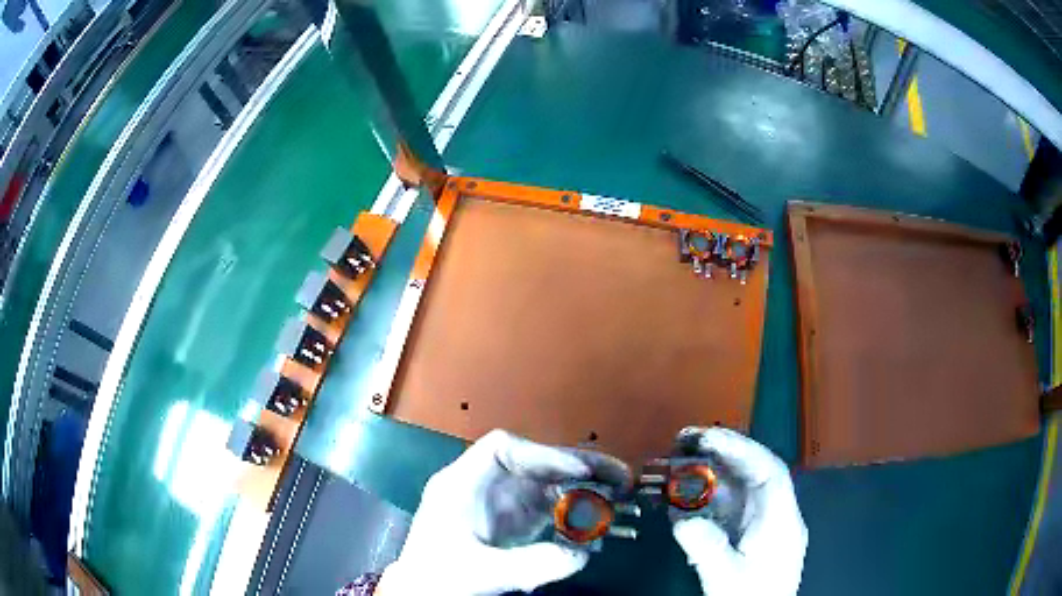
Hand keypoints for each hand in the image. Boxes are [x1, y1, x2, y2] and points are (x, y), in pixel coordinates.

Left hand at [379, 430, 630, 594]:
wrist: (420, 594)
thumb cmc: (437, 577)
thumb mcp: (480, 571)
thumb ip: (529, 564)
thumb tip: (581, 555)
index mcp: (462, 485)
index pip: (502, 448)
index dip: (543, 454)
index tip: (578, 472)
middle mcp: (483, 488)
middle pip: (533, 464)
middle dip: (575, 467)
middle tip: (620, 476)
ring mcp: (498, 506)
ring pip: (544, 485)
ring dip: (581, 488)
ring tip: (620, 492)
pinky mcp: (510, 525)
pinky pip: (546, 510)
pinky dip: (572, 513)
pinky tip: (596, 521)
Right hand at [671, 427, 806, 595]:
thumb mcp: (727, 580)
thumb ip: (708, 549)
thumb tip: (682, 519)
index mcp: (781, 522)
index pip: (770, 473)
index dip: (742, 450)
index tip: (709, 439)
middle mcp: (775, 515)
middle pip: (753, 475)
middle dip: (722, 454)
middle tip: (686, 441)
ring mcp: (761, 525)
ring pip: (738, 490)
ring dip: (710, 475)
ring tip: (678, 463)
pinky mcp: (746, 536)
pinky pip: (727, 509)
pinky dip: (705, 499)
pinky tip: (682, 498)